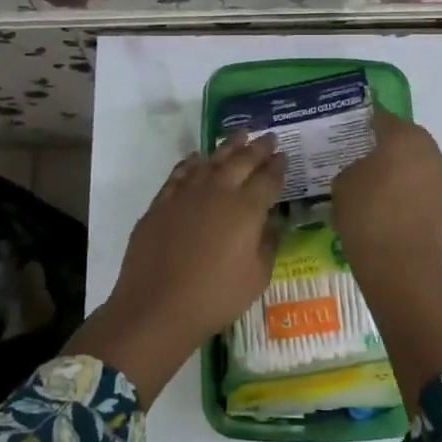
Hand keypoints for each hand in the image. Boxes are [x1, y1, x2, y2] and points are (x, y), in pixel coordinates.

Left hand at [68, 133, 285, 402]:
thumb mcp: (257, 277)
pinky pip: (180, 173)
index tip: (284, 156)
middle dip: (258, 148)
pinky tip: (197, 158)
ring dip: (227, 146)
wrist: (157, 306)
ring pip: (210, 160)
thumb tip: (272, 222)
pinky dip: (191, 162)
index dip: (278, 167)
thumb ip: (268, 243)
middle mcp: (217, 192)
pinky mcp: (161, 203)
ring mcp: (185, 194)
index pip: (268, 179)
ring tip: (239, 135)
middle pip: (241, 161)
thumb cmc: (215, 297)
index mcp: (246, 209)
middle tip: (269, 137)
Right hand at [332, 109, 441, 414]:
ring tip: (376, 186)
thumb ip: (353, 167)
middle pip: (406, 139)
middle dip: (386, 145)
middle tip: (362, 156)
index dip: (365, 120)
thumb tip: (363, 169)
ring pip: (418, 165)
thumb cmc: (367, 218)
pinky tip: (391, 210)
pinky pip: (425, 190)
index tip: (350, 126)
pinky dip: (410, 194)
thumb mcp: (343, 184)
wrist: (402, 270)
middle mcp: (431, 152)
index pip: (382, 117)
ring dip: (401, 170)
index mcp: (404, 138)